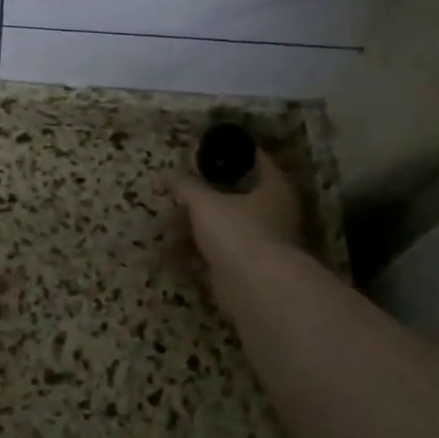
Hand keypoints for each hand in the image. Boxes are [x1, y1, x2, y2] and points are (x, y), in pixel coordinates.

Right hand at [162, 150, 304, 315]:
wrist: (255, 288)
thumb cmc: (237, 232)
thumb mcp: (204, 202)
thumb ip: (184, 186)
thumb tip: (164, 172)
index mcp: (274, 189)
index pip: (259, 161)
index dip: (236, 153)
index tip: (212, 149)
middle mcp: (274, 214)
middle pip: (235, 198)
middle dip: (202, 200)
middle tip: (177, 195)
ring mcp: (262, 244)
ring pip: (223, 228)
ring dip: (194, 230)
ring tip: (167, 231)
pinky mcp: (247, 269)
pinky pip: (218, 254)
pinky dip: (197, 254)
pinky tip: (173, 254)